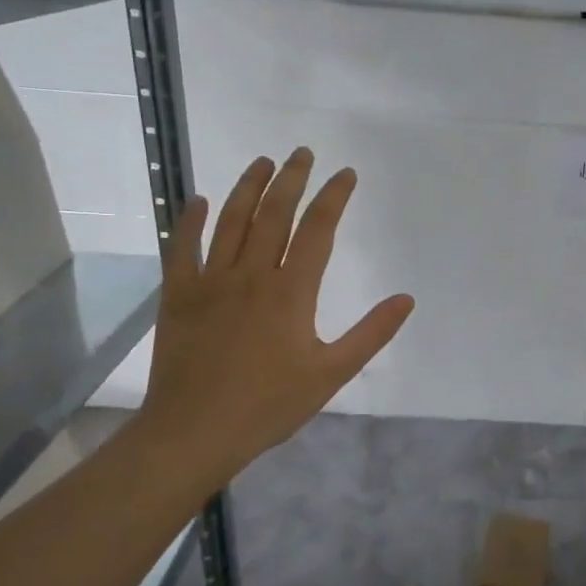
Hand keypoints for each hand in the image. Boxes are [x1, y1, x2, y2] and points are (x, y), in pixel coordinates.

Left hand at [134, 148, 414, 496]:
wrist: (194, 431)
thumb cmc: (269, 405)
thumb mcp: (331, 373)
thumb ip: (371, 333)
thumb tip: (406, 299)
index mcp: (291, 291)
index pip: (317, 230)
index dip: (334, 197)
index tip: (345, 174)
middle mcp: (251, 275)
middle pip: (274, 214)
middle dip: (291, 179)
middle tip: (302, 153)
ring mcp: (210, 281)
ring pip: (230, 221)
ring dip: (248, 188)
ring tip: (262, 162)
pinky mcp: (179, 295)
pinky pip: (182, 248)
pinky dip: (189, 221)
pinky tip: (197, 200)